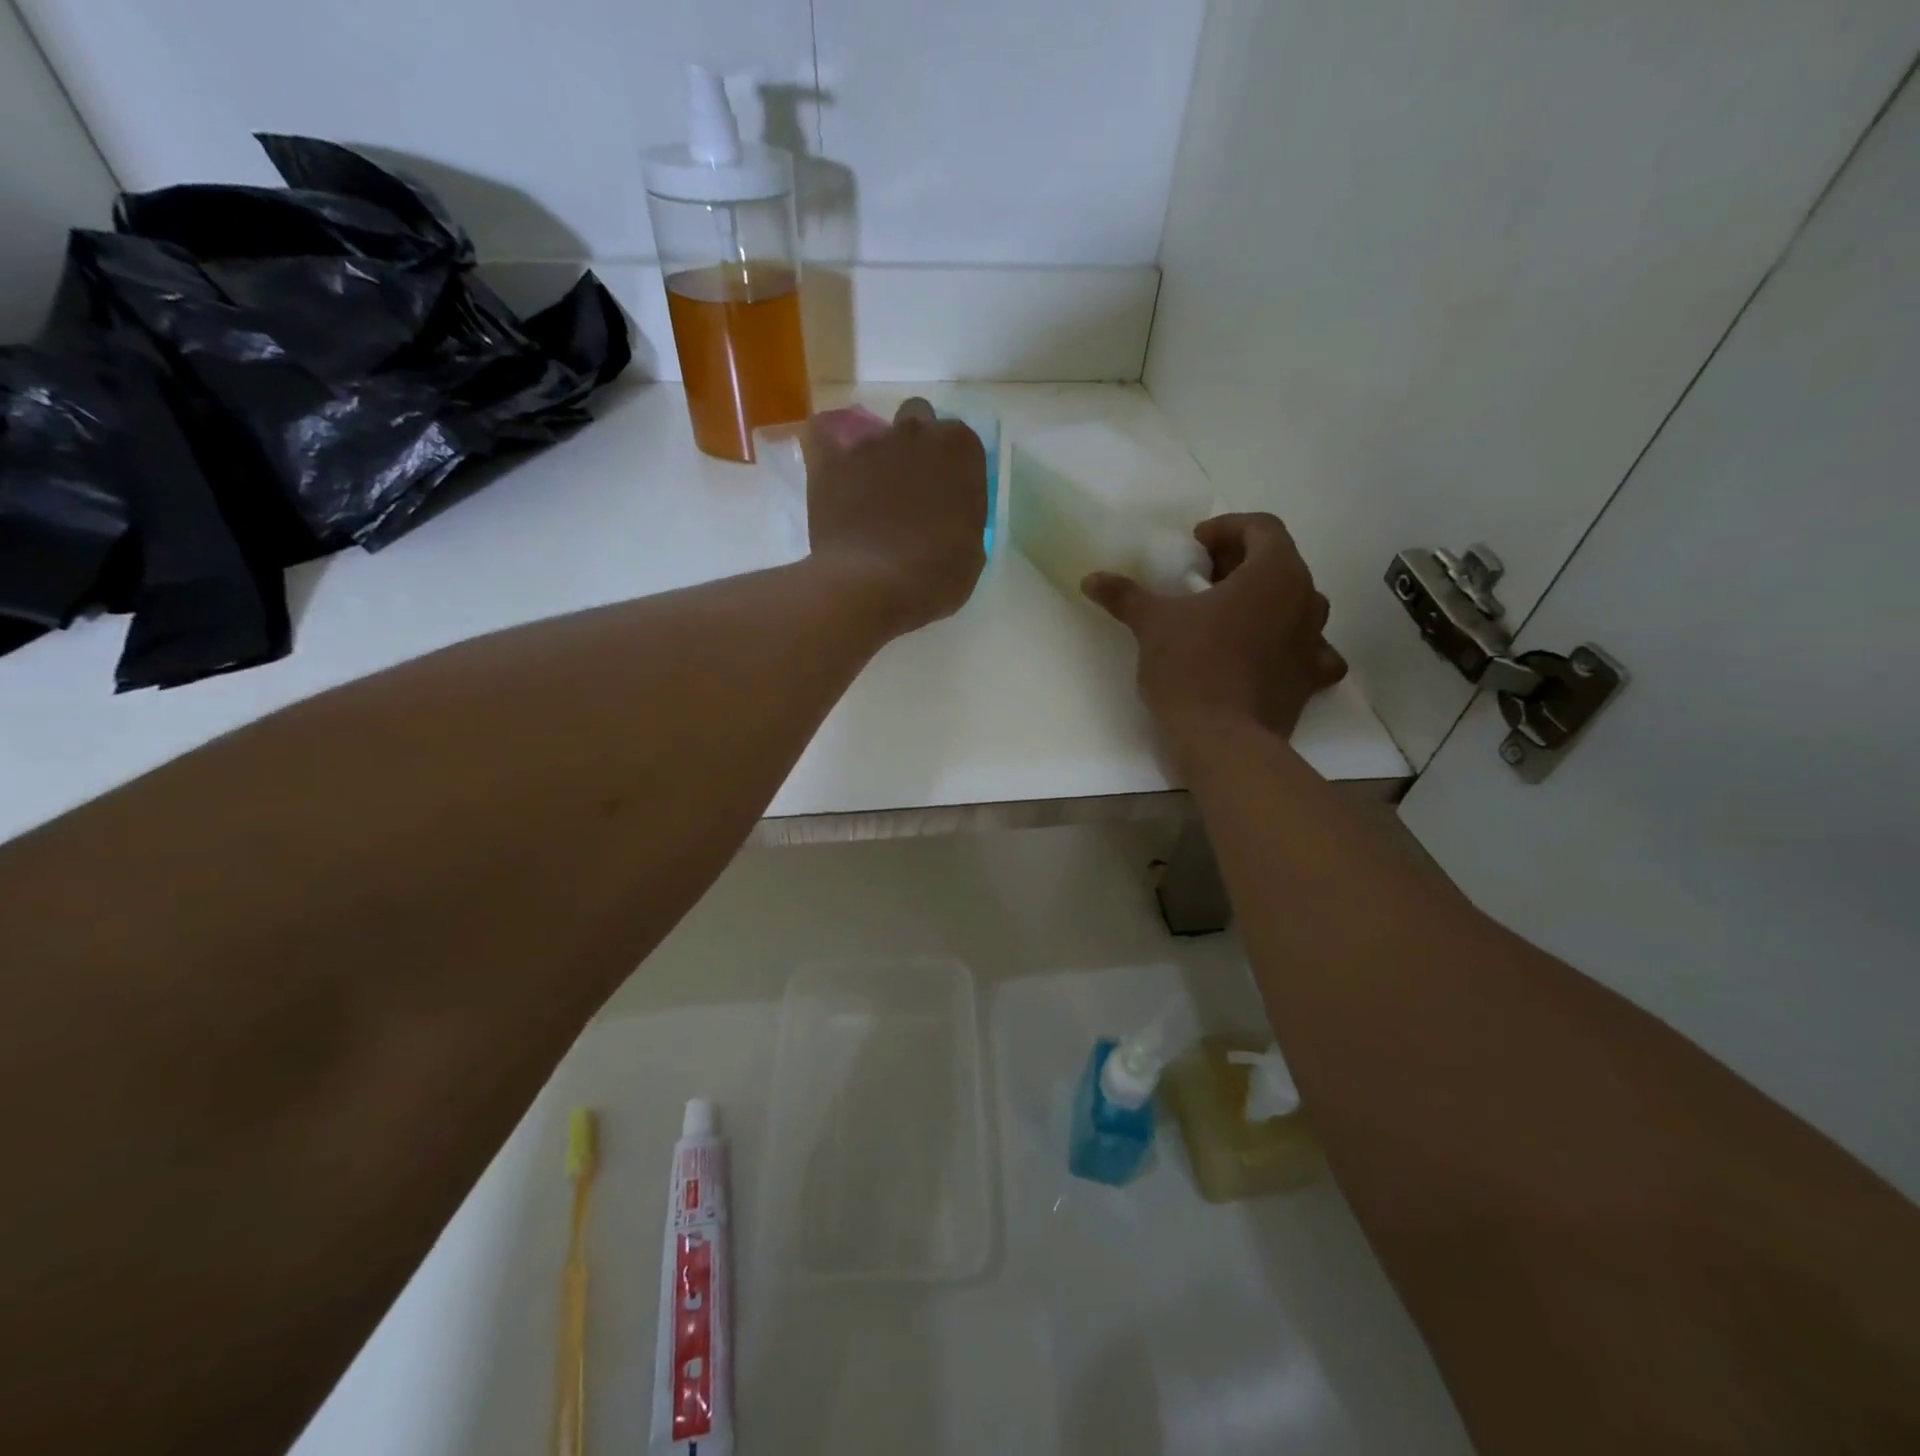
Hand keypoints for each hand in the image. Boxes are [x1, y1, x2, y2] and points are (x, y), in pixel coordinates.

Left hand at [804, 398, 987, 636]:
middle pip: (919, 419)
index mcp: (960, 451)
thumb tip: (949, 516)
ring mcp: (870, 444)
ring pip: (875, 431)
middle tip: (913, 487)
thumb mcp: (971, 552)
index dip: (954, 469)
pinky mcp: (830, 461)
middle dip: (917, 445)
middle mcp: (916, 433)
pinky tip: (833, 468)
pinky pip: (823, 436)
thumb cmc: (935, 576)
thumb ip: (963, 517)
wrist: (872, 585)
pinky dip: (827, 447)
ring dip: (877, 455)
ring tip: (870, 496)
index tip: (949, 496)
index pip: (961, 443)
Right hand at [1082, 512, 1346, 741]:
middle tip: (1203, 578)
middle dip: (1241, 563)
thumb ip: (1125, 595)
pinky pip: (1309, 650)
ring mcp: (1316, 641)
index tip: (1195, 545)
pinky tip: (1263, 656)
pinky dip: (1288, 646)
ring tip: (1226, 616)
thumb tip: (1091, 579)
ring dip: (1264, 601)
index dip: (1227, 528)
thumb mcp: (1152, 624)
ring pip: (1296, 604)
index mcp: (1275, 573)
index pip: (1262, 527)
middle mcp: (1307, 599)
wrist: (1222, 740)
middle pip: (1279, 563)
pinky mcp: (1311, 680)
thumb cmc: (1190, 667)